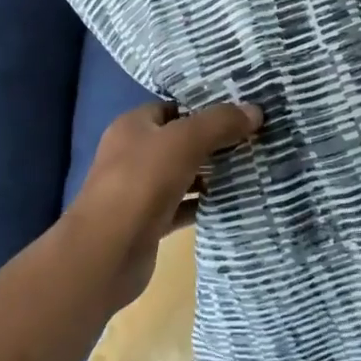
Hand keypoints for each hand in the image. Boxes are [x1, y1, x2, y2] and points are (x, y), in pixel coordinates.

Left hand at [64, 100, 263, 309]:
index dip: (205, 107)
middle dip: (214, 141)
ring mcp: (140, 190)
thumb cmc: (141, 183)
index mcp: (134, 126)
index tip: (241, 110)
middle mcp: (134, 153)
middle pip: (181, 140)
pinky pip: (183, 206)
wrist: (106, 253)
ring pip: (184, 174)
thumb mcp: (184, 141)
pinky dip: (204, 203)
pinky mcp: (149, 222)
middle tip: (254, 138)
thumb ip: (219, 123)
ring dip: (212, 173)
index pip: (174, 107)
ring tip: (251, 166)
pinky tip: (233, 201)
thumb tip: (255, 110)